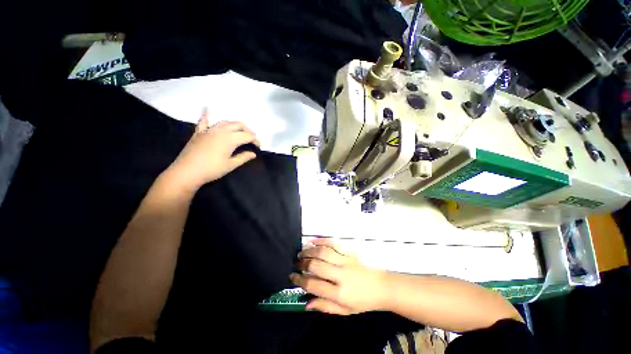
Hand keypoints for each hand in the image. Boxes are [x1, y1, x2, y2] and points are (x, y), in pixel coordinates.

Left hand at [167, 108, 258, 190]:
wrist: (187, 172)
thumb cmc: (212, 170)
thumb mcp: (231, 165)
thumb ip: (243, 157)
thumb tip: (253, 154)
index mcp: (230, 139)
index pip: (247, 136)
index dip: (255, 140)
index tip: (259, 147)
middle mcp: (221, 131)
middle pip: (238, 125)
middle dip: (247, 130)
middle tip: (251, 139)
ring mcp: (209, 130)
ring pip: (225, 122)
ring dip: (234, 125)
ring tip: (239, 131)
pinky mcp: (199, 132)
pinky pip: (203, 121)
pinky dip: (206, 115)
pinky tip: (207, 108)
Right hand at [290, 238, 388, 314]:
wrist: (382, 287)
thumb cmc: (363, 301)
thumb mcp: (344, 311)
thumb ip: (325, 306)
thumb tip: (306, 303)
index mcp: (339, 293)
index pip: (313, 285)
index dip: (299, 280)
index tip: (292, 276)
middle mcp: (341, 275)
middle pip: (316, 266)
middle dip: (302, 263)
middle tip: (296, 263)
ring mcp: (346, 261)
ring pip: (323, 252)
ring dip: (310, 251)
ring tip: (301, 252)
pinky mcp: (350, 252)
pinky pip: (334, 243)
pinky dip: (322, 241)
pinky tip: (313, 241)